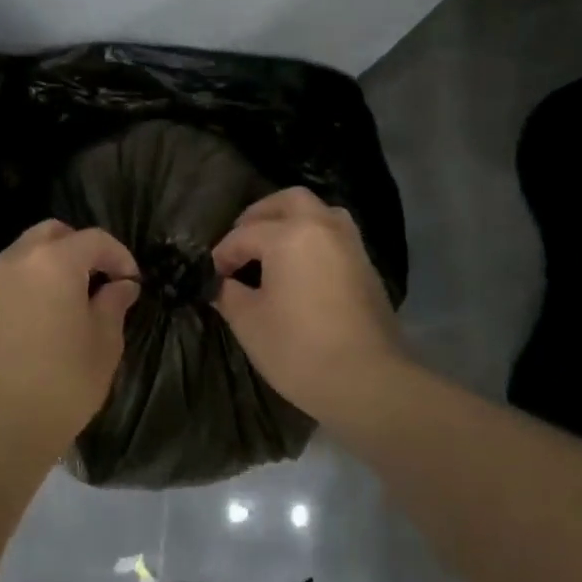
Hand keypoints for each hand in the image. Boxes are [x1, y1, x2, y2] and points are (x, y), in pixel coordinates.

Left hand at [0, 220, 140, 448]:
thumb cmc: (64, 381)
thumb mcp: (104, 342)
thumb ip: (113, 303)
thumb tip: (120, 286)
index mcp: (54, 262)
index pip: (94, 240)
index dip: (119, 256)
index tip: (131, 283)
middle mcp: (15, 261)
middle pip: (51, 234)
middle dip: (79, 249)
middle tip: (97, 280)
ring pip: (22, 256)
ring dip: (48, 268)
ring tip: (65, 303)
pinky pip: (3, 285)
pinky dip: (24, 291)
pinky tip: (34, 325)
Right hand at [211, 187, 404, 422]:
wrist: (368, 380)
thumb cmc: (299, 349)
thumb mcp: (249, 323)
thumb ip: (230, 294)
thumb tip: (225, 285)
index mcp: (290, 235)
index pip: (245, 234)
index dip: (223, 253)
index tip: (213, 275)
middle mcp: (324, 227)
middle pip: (289, 201)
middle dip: (260, 215)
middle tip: (241, 240)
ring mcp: (351, 245)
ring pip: (319, 213)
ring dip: (292, 221)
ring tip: (272, 249)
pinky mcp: (366, 267)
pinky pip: (334, 236)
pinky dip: (312, 240)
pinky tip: (298, 268)